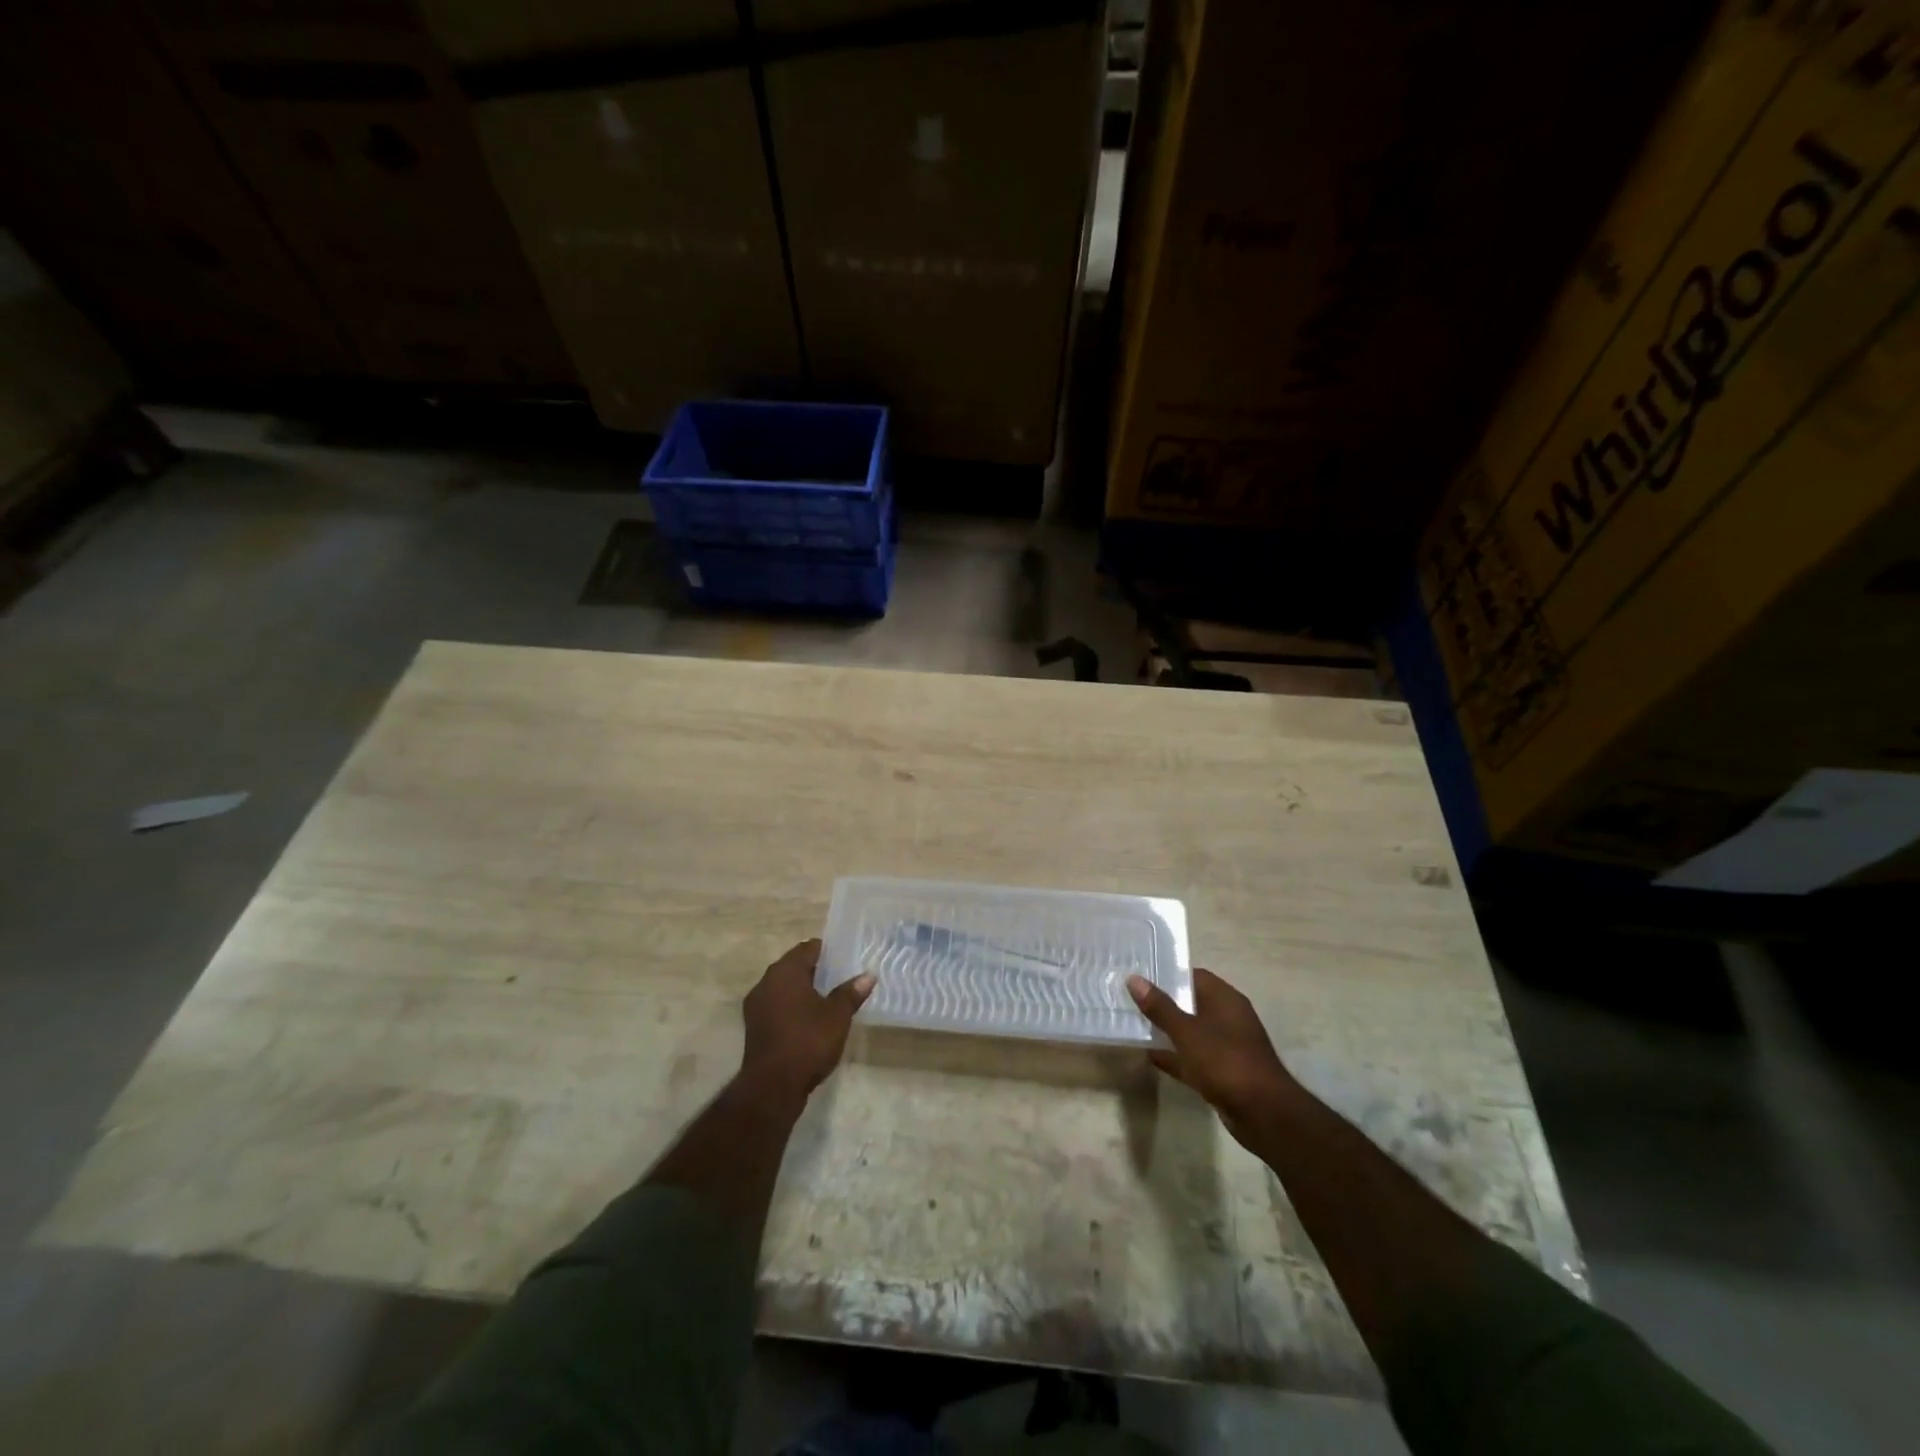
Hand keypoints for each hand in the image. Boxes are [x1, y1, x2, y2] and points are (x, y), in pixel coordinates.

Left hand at [741, 940, 874, 1097]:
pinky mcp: (755, 1026)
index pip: (808, 948)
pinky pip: (777, 1006)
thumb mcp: (837, 1016)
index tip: (845, 958)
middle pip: (794, 966)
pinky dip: (793, 1007)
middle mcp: (766, 982)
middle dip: (816, 970)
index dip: (828, 950)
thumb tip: (868, 975)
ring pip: (784, 987)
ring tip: (829, 999)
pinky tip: (810, 1020)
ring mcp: (756, 1005)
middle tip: (841, 977)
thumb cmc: (808, 1041)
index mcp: (785, 971)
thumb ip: (851, 993)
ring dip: (803, 990)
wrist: (772, 1086)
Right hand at [1128, 968, 1297, 1143]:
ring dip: (1168, 1030)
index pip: (1194, 975)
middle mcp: (1228, 1018)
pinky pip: (1194, 1057)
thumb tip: (1134, 978)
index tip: (1140, 974)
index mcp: (1225, 1000)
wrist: (1264, 1114)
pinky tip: (1151, 1056)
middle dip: (1163, 1002)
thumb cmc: (1226, 1062)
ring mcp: (1227, 1047)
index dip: (1168, 973)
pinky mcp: (1223, 1072)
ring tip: (1134, 1023)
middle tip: (1130, 998)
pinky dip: (1175, 1055)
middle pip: (1191, 1002)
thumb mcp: (1187, 1032)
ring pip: (1191, 1031)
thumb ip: (1160, 1007)